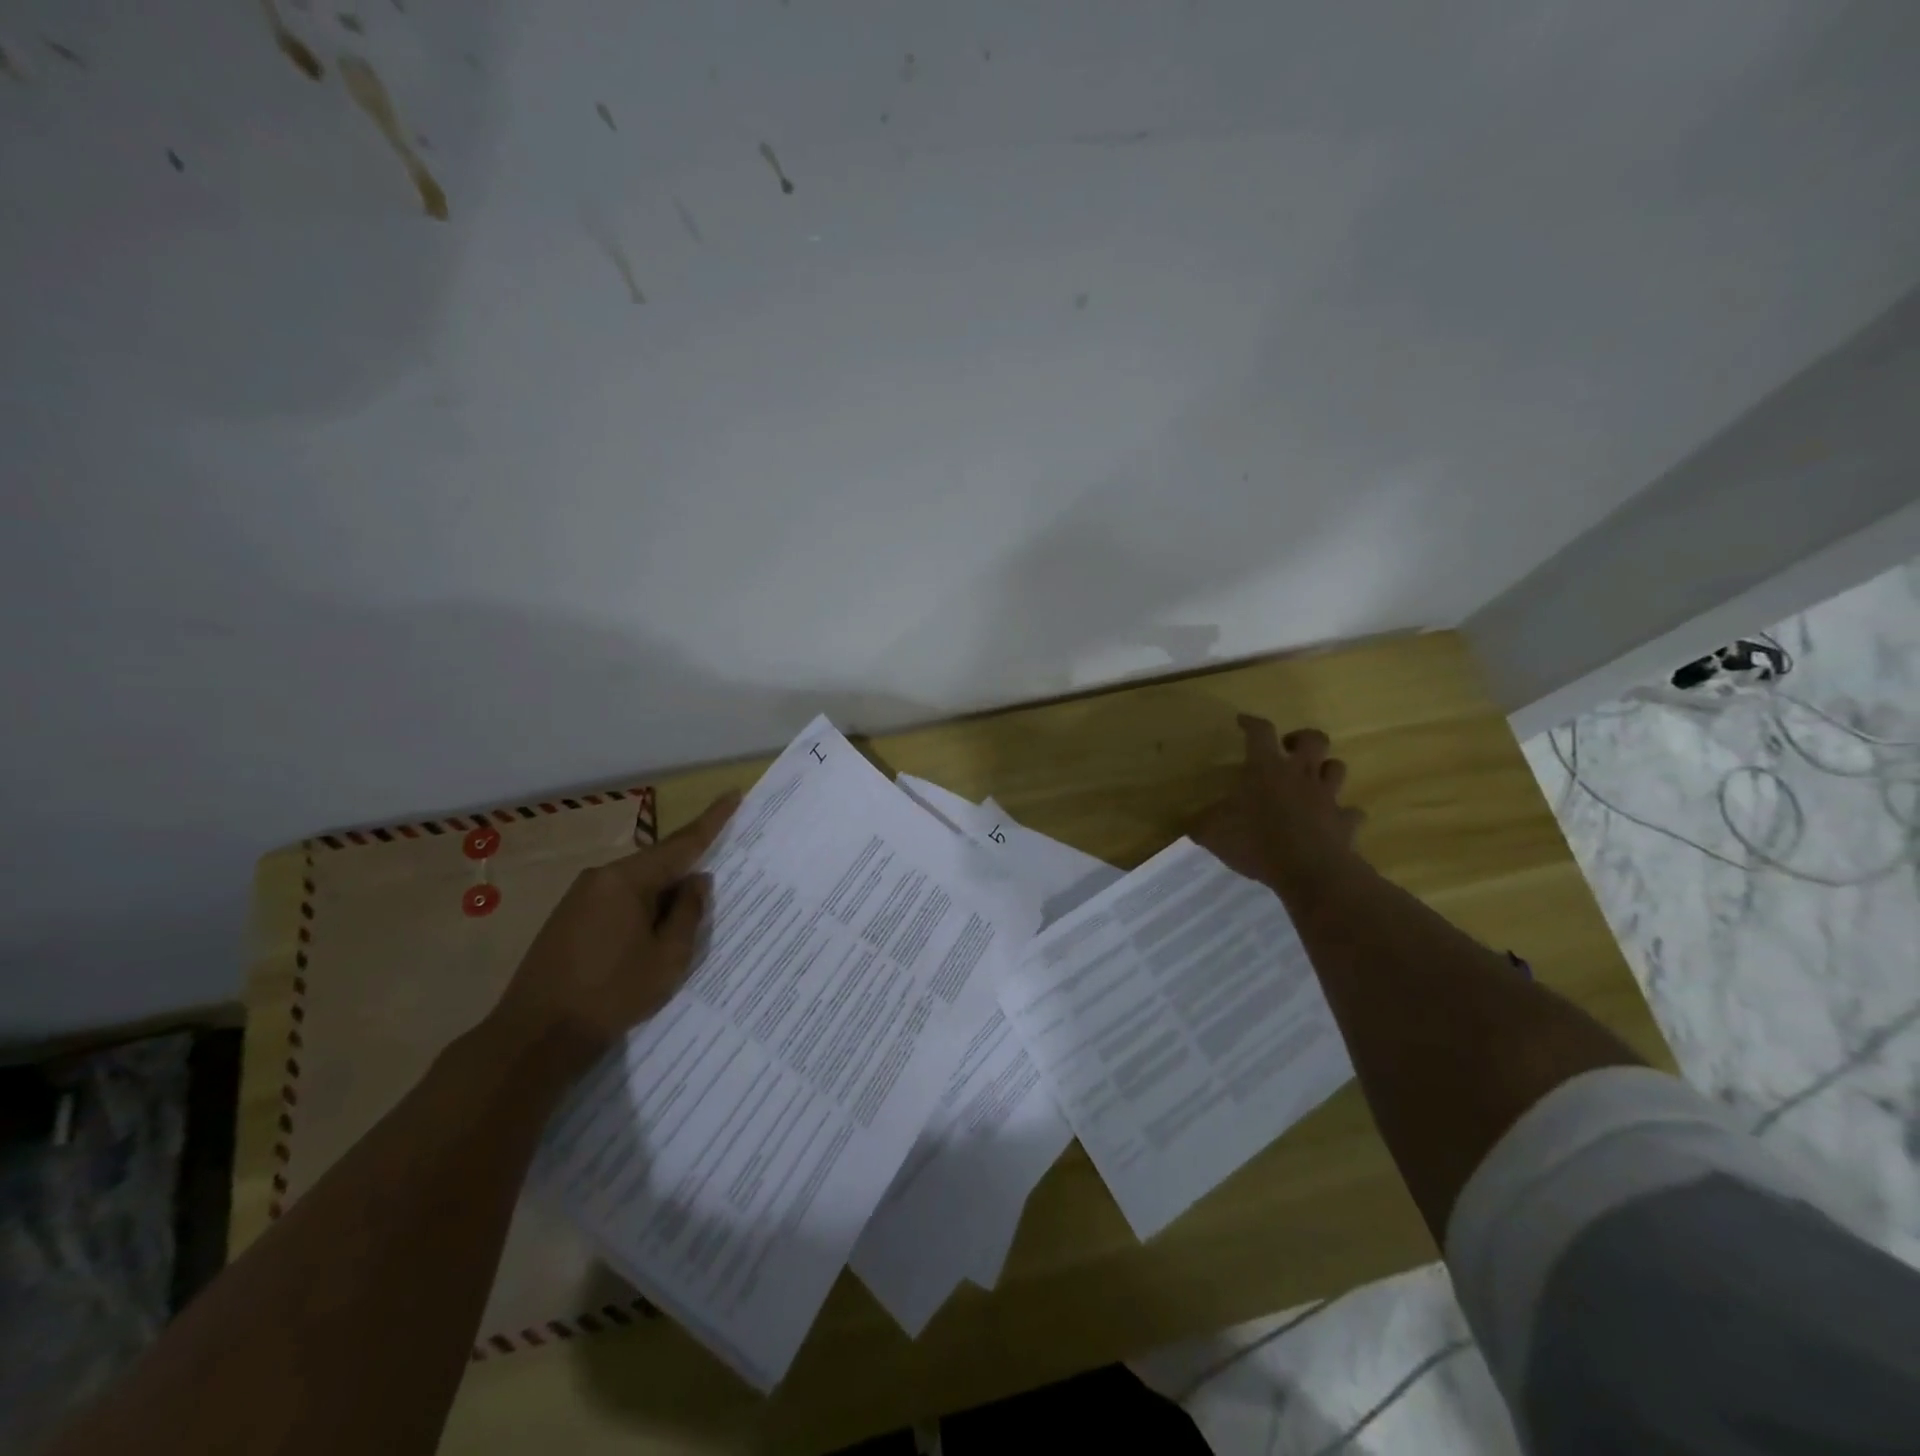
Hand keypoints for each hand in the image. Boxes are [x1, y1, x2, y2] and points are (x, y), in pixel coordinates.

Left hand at [492, 791, 739, 1062]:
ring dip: (662, 900)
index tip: (733, 795)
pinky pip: (618, 902)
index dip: (711, 820)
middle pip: (657, 865)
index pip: (680, 843)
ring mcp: (579, 898)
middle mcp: (600, 878)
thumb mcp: (668, 957)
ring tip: (680, 931)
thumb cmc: (611, 994)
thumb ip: (688, 913)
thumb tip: (697, 880)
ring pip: (638, 886)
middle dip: (686, 875)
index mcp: (627, 880)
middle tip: (712, 894)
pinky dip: (642, 912)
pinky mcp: (568, 920)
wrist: (535, 1037)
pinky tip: (648, 940)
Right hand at [1195, 716, 1363, 892]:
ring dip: (1325, 769)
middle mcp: (1300, 775)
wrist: (1309, 871)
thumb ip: (1199, 824)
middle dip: (1301, 738)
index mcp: (1265, 769)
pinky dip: (1343, 814)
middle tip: (1287, 749)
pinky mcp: (1345, 822)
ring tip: (1311, 781)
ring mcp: (1327, 797)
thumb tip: (1186, 823)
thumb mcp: (1212, 833)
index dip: (1252, 723)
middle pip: (1313, 739)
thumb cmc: (1256, 842)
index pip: (1260, 732)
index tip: (1243, 721)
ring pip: (1336, 768)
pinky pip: (1351, 812)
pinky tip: (1333, 821)